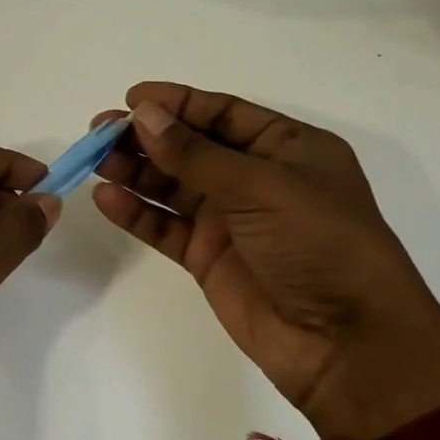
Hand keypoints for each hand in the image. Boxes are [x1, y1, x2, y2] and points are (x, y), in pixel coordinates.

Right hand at [91, 82, 439, 439]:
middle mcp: (257, 179)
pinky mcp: (208, 257)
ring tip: (95, 162)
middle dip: (146, 137)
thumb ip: (196, 153)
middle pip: (190, 148)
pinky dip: (137, 213)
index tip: (130, 98)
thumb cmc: (318, 244)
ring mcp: (230, 220)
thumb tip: (143, 116)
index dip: (177, 103)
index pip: (223, 114)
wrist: (344, 341)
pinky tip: (107, 199)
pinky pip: (165, 226)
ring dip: (135, 172)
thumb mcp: (261, 186)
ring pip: (172, 186)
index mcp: (287, 148)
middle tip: (99, 132)